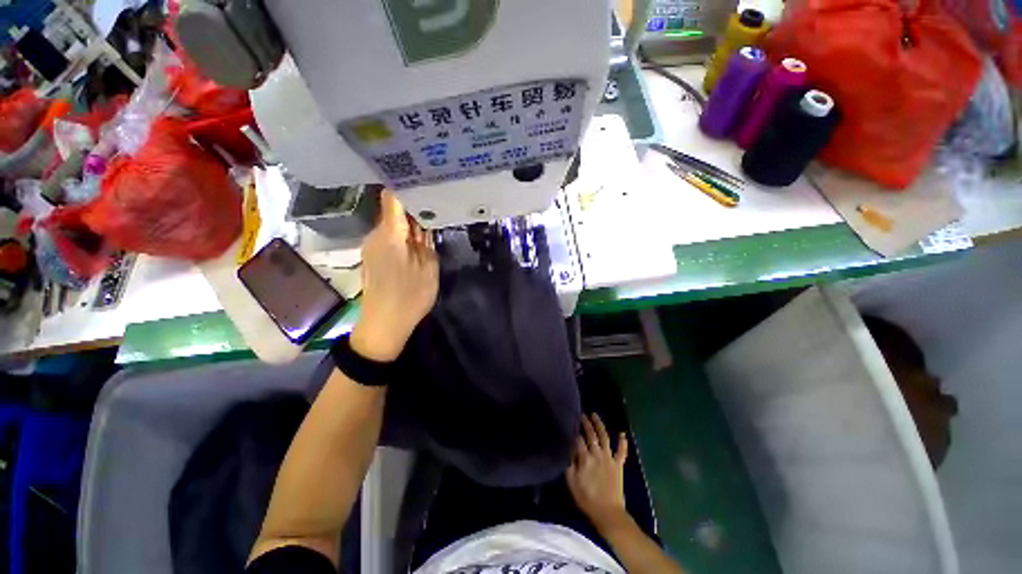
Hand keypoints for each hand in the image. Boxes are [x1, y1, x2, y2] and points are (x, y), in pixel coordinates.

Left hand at [350, 190, 438, 361]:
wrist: (384, 324)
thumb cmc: (410, 296)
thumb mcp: (428, 267)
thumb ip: (425, 241)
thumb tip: (422, 223)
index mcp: (389, 234)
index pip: (393, 198)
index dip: (406, 186)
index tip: (424, 179)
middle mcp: (376, 235)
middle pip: (393, 210)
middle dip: (413, 206)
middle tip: (435, 202)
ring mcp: (373, 246)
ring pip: (393, 224)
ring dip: (410, 222)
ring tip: (430, 220)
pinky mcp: (374, 257)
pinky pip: (390, 237)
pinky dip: (404, 235)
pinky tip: (418, 239)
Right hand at [567, 414, 629, 530]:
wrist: (608, 513)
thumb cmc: (587, 498)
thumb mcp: (572, 482)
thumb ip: (569, 463)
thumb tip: (568, 448)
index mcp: (585, 458)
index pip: (578, 439)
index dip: (574, 429)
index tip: (571, 421)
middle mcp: (597, 454)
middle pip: (591, 434)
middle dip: (586, 423)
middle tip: (582, 414)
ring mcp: (609, 458)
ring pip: (604, 437)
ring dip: (599, 425)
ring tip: (595, 415)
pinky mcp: (619, 465)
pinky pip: (621, 451)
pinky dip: (622, 442)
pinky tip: (622, 433)